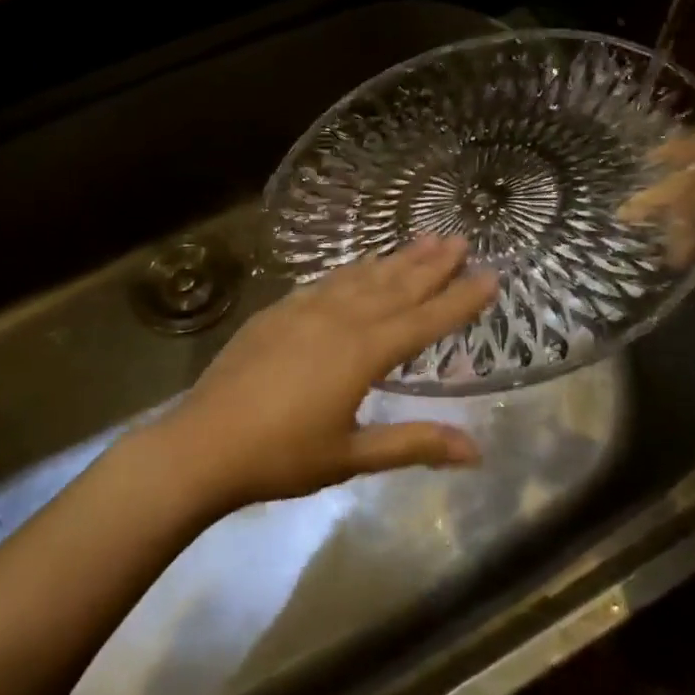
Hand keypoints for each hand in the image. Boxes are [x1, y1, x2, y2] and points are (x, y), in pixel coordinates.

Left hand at [140, 236, 497, 512]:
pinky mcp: (279, 311)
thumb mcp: (352, 456)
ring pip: (362, 277)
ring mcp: (306, 310)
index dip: (461, 299)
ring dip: (396, 259)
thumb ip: (414, 444)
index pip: (425, 321)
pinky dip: (352, 270)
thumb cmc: (282, 456)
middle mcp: (340, 319)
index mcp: (363, 353)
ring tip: (424, 239)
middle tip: (461, 238)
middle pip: (396, 286)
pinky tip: (360, 265)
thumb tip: (476, 451)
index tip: (491, 275)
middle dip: (432, 264)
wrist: (203, 443)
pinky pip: (327, 281)